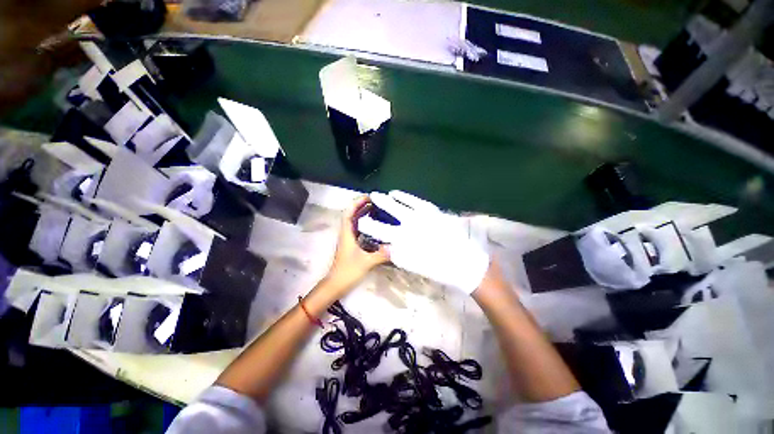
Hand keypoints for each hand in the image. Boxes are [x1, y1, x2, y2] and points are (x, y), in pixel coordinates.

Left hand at [325, 196, 389, 291]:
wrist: (336, 285)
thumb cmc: (348, 271)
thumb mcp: (366, 262)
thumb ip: (381, 254)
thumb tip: (396, 247)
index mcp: (347, 234)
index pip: (349, 213)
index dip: (356, 203)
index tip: (368, 197)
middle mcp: (346, 234)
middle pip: (351, 214)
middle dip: (362, 205)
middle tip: (376, 201)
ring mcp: (348, 239)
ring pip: (355, 222)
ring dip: (363, 213)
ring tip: (377, 209)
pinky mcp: (351, 245)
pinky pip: (358, 229)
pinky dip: (365, 224)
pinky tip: (375, 225)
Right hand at [358, 190, 489, 294]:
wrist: (463, 261)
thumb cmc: (437, 267)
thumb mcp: (414, 265)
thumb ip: (397, 255)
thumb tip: (385, 246)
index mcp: (403, 241)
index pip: (380, 231)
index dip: (369, 226)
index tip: (361, 222)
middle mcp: (409, 225)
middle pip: (388, 213)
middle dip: (376, 208)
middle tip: (369, 202)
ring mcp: (420, 215)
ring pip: (398, 204)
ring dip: (387, 200)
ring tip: (377, 195)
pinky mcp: (431, 210)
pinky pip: (413, 200)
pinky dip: (403, 196)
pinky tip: (396, 193)